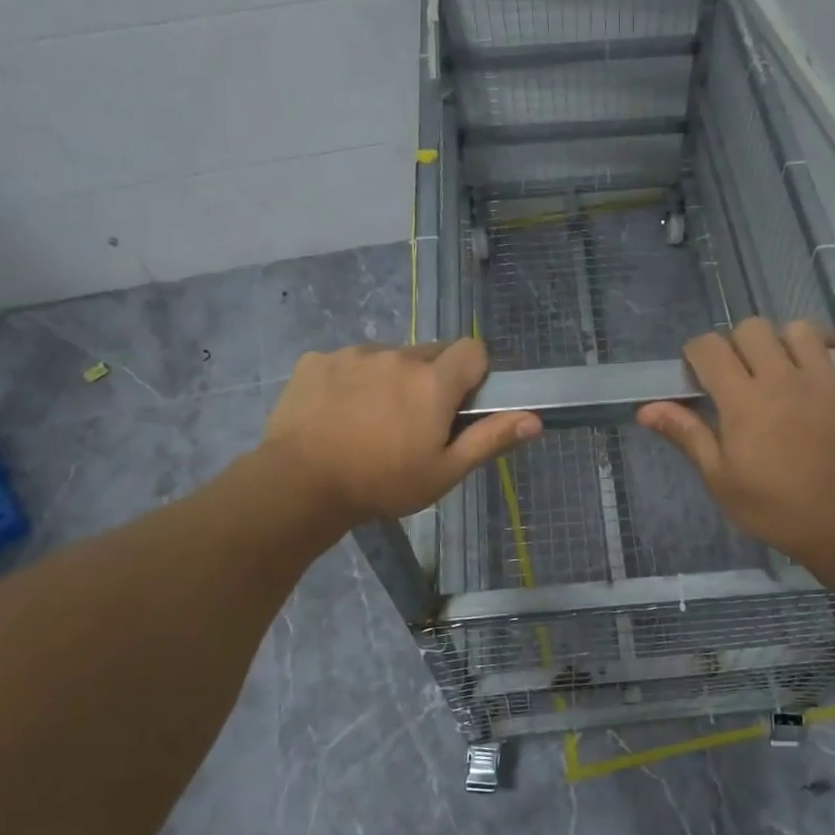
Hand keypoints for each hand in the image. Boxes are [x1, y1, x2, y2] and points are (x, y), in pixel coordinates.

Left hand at [259, 339, 539, 527]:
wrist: (299, 484)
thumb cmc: (382, 483)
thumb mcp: (444, 472)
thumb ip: (490, 439)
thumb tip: (535, 419)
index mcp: (433, 381)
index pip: (473, 349)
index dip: (474, 373)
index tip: (461, 404)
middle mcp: (397, 356)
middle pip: (430, 353)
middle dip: (432, 379)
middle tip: (415, 422)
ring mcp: (353, 355)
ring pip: (387, 358)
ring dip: (390, 379)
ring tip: (371, 421)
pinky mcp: (316, 361)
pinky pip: (347, 362)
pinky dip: (350, 381)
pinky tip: (337, 415)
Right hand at [638, 319, 834, 578]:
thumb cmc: (774, 509)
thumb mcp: (720, 479)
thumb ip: (687, 435)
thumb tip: (646, 408)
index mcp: (743, 400)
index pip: (709, 348)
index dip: (696, 353)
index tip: (697, 373)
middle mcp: (784, 378)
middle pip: (753, 328)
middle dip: (737, 344)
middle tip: (738, 375)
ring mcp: (829, 381)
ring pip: (803, 330)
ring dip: (786, 341)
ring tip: (783, 368)